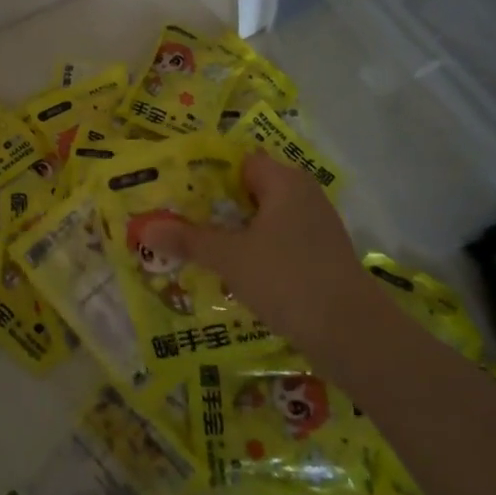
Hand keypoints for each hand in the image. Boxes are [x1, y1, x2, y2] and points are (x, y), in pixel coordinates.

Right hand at [140, 151, 375, 353]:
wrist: (351, 332)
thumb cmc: (287, 278)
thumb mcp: (229, 257)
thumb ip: (188, 240)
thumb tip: (144, 227)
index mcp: (284, 182)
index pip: (240, 162)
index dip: (208, 174)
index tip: (178, 192)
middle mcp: (304, 196)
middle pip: (251, 190)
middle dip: (216, 206)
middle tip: (179, 220)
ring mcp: (316, 227)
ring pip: (265, 219)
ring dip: (235, 232)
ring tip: (198, 247)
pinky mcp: (322, 257)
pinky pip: (279, 243)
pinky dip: (257, 251)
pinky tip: (235, 272)